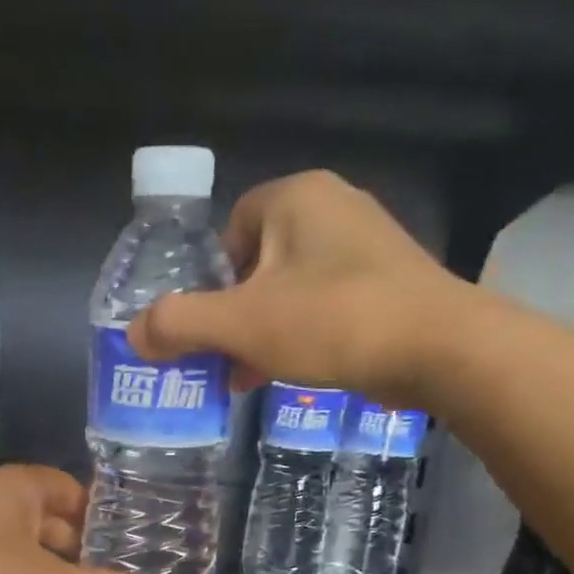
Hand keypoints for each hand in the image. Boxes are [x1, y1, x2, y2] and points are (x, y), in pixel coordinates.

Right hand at [126, 170, 476, 410]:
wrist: (440, 348)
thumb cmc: (332, 321)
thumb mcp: (241, 325)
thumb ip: (179, 325)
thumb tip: (133, 335)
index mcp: (296, 198)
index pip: (231, 227)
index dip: (212, 278)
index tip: (212, 324)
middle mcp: (334, 207)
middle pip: (259, 261)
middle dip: (236, 313)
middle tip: (226, 357)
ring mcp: (368, 245)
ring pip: (292, 288)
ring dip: (266, 331)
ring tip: (252, 375)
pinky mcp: (390, 282)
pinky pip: (326, 304)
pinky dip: (303, 335)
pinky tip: (296, 372)